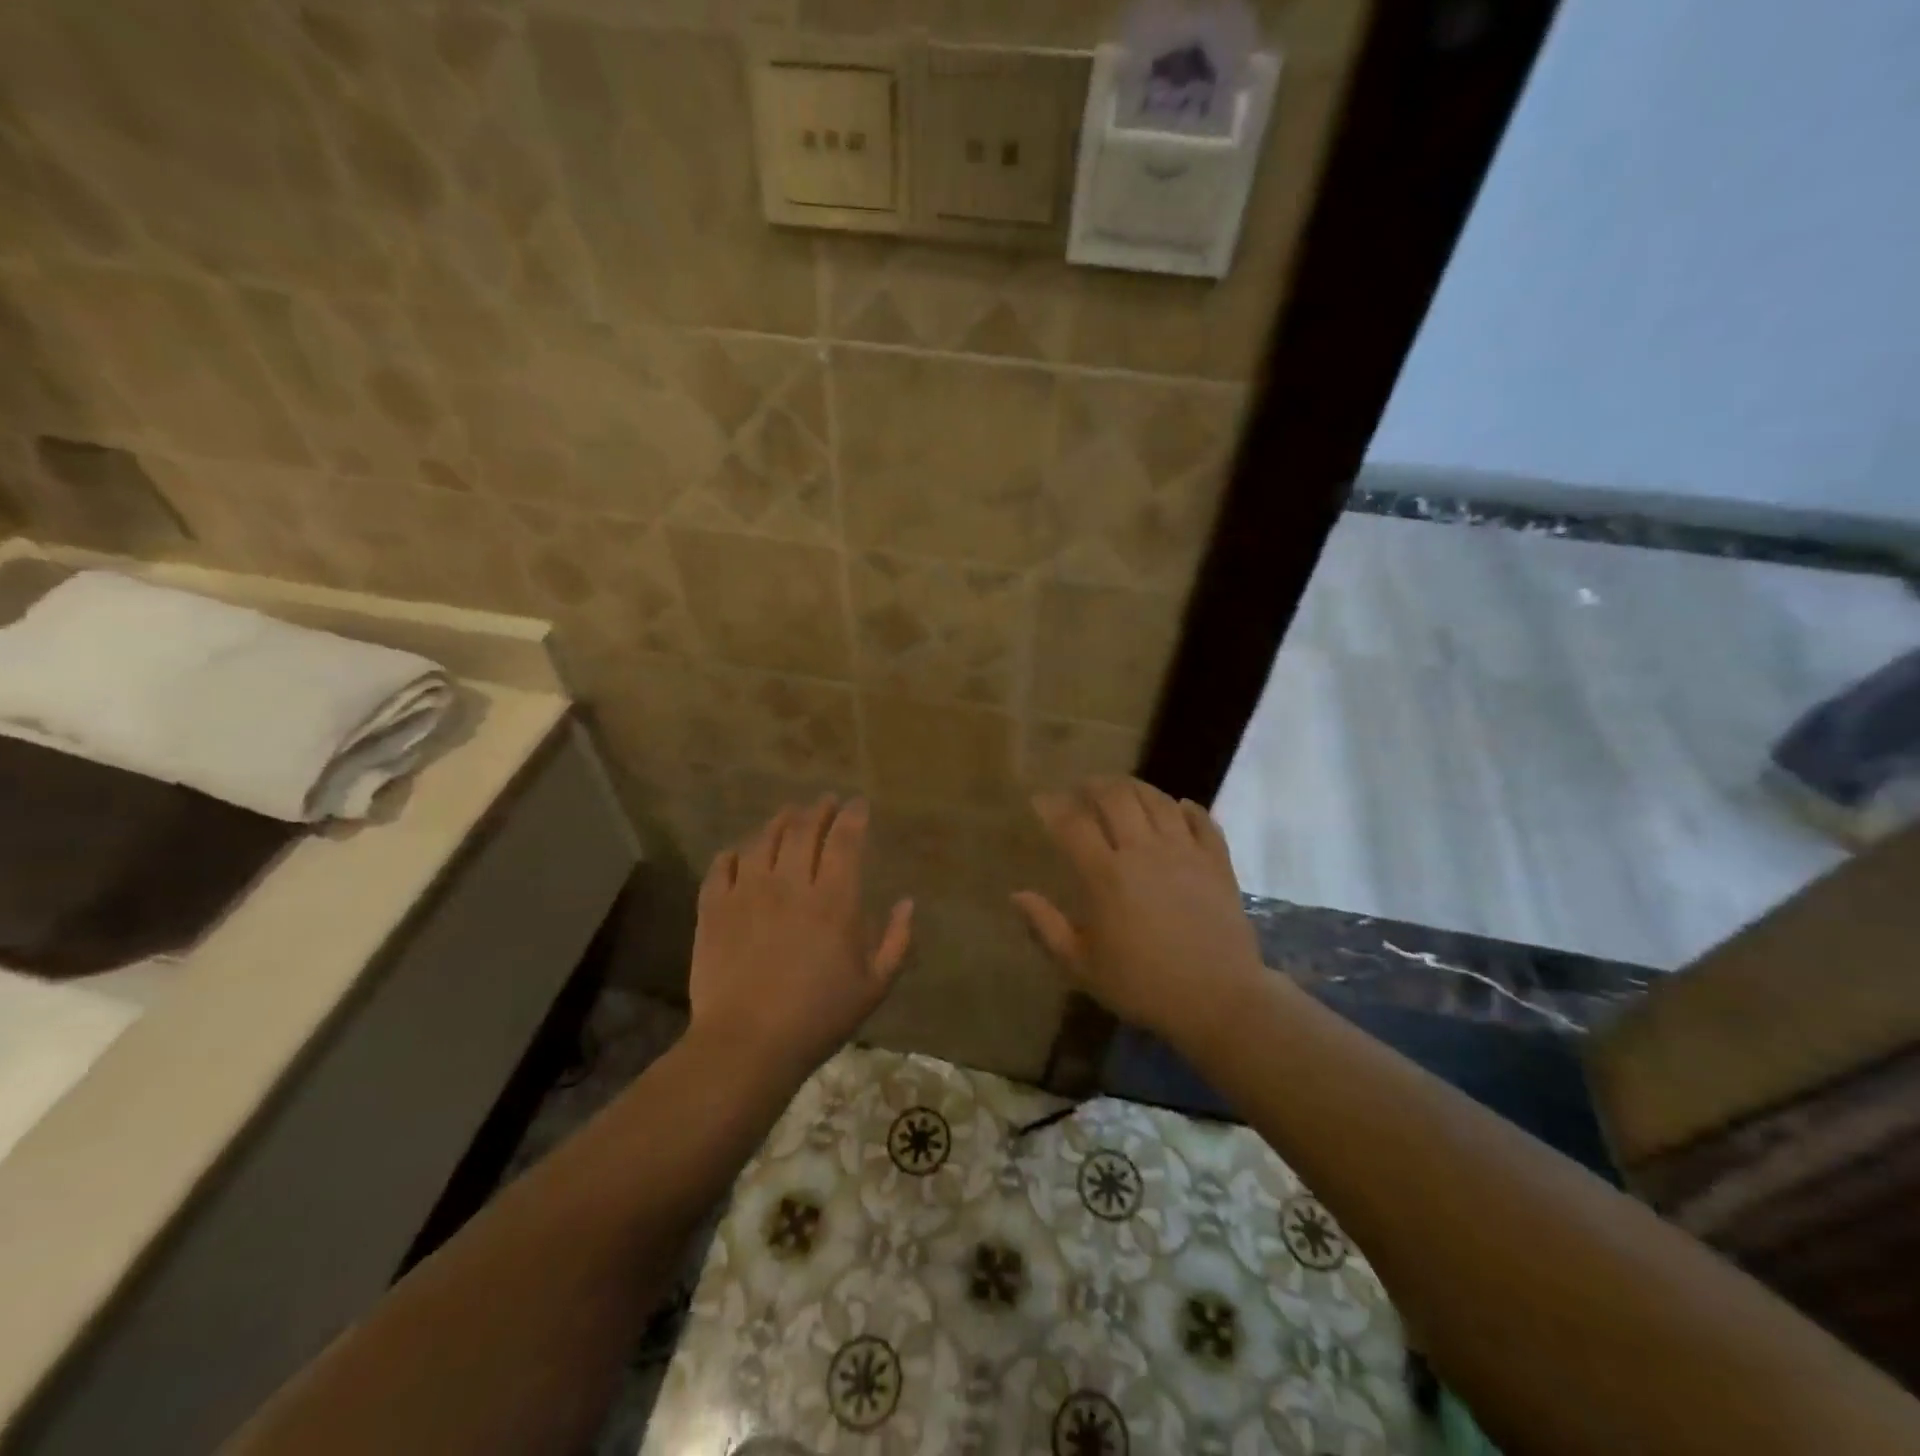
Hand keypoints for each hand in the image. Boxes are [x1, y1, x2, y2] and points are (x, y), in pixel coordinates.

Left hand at [688, 796, 912, 1081]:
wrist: (747, 1044)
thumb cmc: (818, 1017)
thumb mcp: (874, 986)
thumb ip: (896, 941)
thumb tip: (907, 903)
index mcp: (833, 900)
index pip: (845, 841)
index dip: (853, 816)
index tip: (858, 804)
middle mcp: (790, 884)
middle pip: (803, 830)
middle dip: (818, 810)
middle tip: (825, 801)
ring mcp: (747, 893)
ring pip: (763, 840)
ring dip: (779, 822)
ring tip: (788, 814)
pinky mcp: (714, 909)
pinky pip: (722, 867)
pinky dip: (734, 853)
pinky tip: (740, 852)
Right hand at [1013, 778, 1264, 1048]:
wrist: (1217, 999)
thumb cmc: (1142, 985)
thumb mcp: (1082, 966)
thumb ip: (1046, 927)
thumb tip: (1017, 895)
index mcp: (1105, 874)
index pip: (1072, 823)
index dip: (1053, 806)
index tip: (1041, 801)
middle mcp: (1143, 851)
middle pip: (1116, 798)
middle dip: (1095, 785)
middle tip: (1084, 788)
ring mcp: (1184, 852)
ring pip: (1158, 800)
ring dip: (1136, 788)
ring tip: (1123, 790)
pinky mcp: (1217, 861)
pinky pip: (1203, 821)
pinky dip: (1188, 808)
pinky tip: (1179, 807)